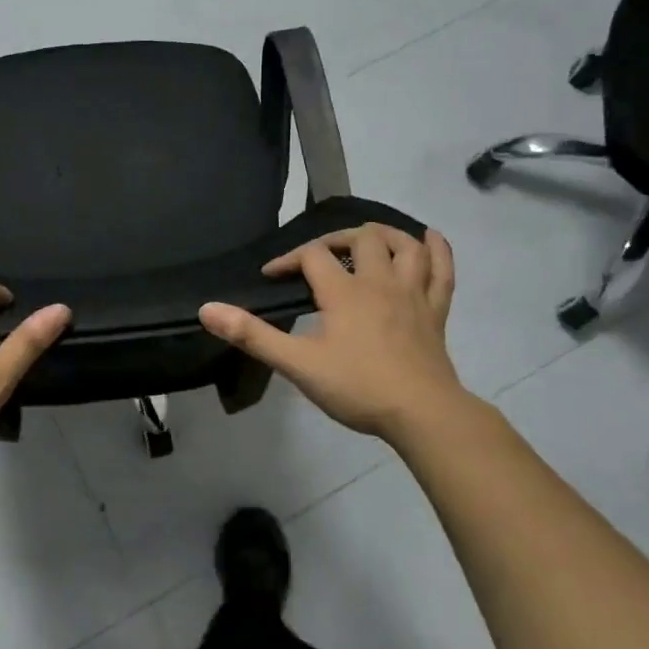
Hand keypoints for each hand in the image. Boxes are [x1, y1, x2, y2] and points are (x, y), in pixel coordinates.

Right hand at [198, 224, 468, 441]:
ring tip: (368, 239)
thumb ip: (252, 335)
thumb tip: (207, 309)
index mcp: (344, 292)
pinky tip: (430, 239)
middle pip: (362, 238)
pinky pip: (442, 271)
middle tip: (319, 257)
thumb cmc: (357, 387)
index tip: (271, 276)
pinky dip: (437, 250)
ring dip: (386, 234)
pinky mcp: (436, 312)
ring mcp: (413, 294)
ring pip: (405, 246)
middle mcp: (380, 282)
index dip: (288, 259)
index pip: (312, 256)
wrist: (422, 413)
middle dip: (336, 239)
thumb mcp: (297, 364)